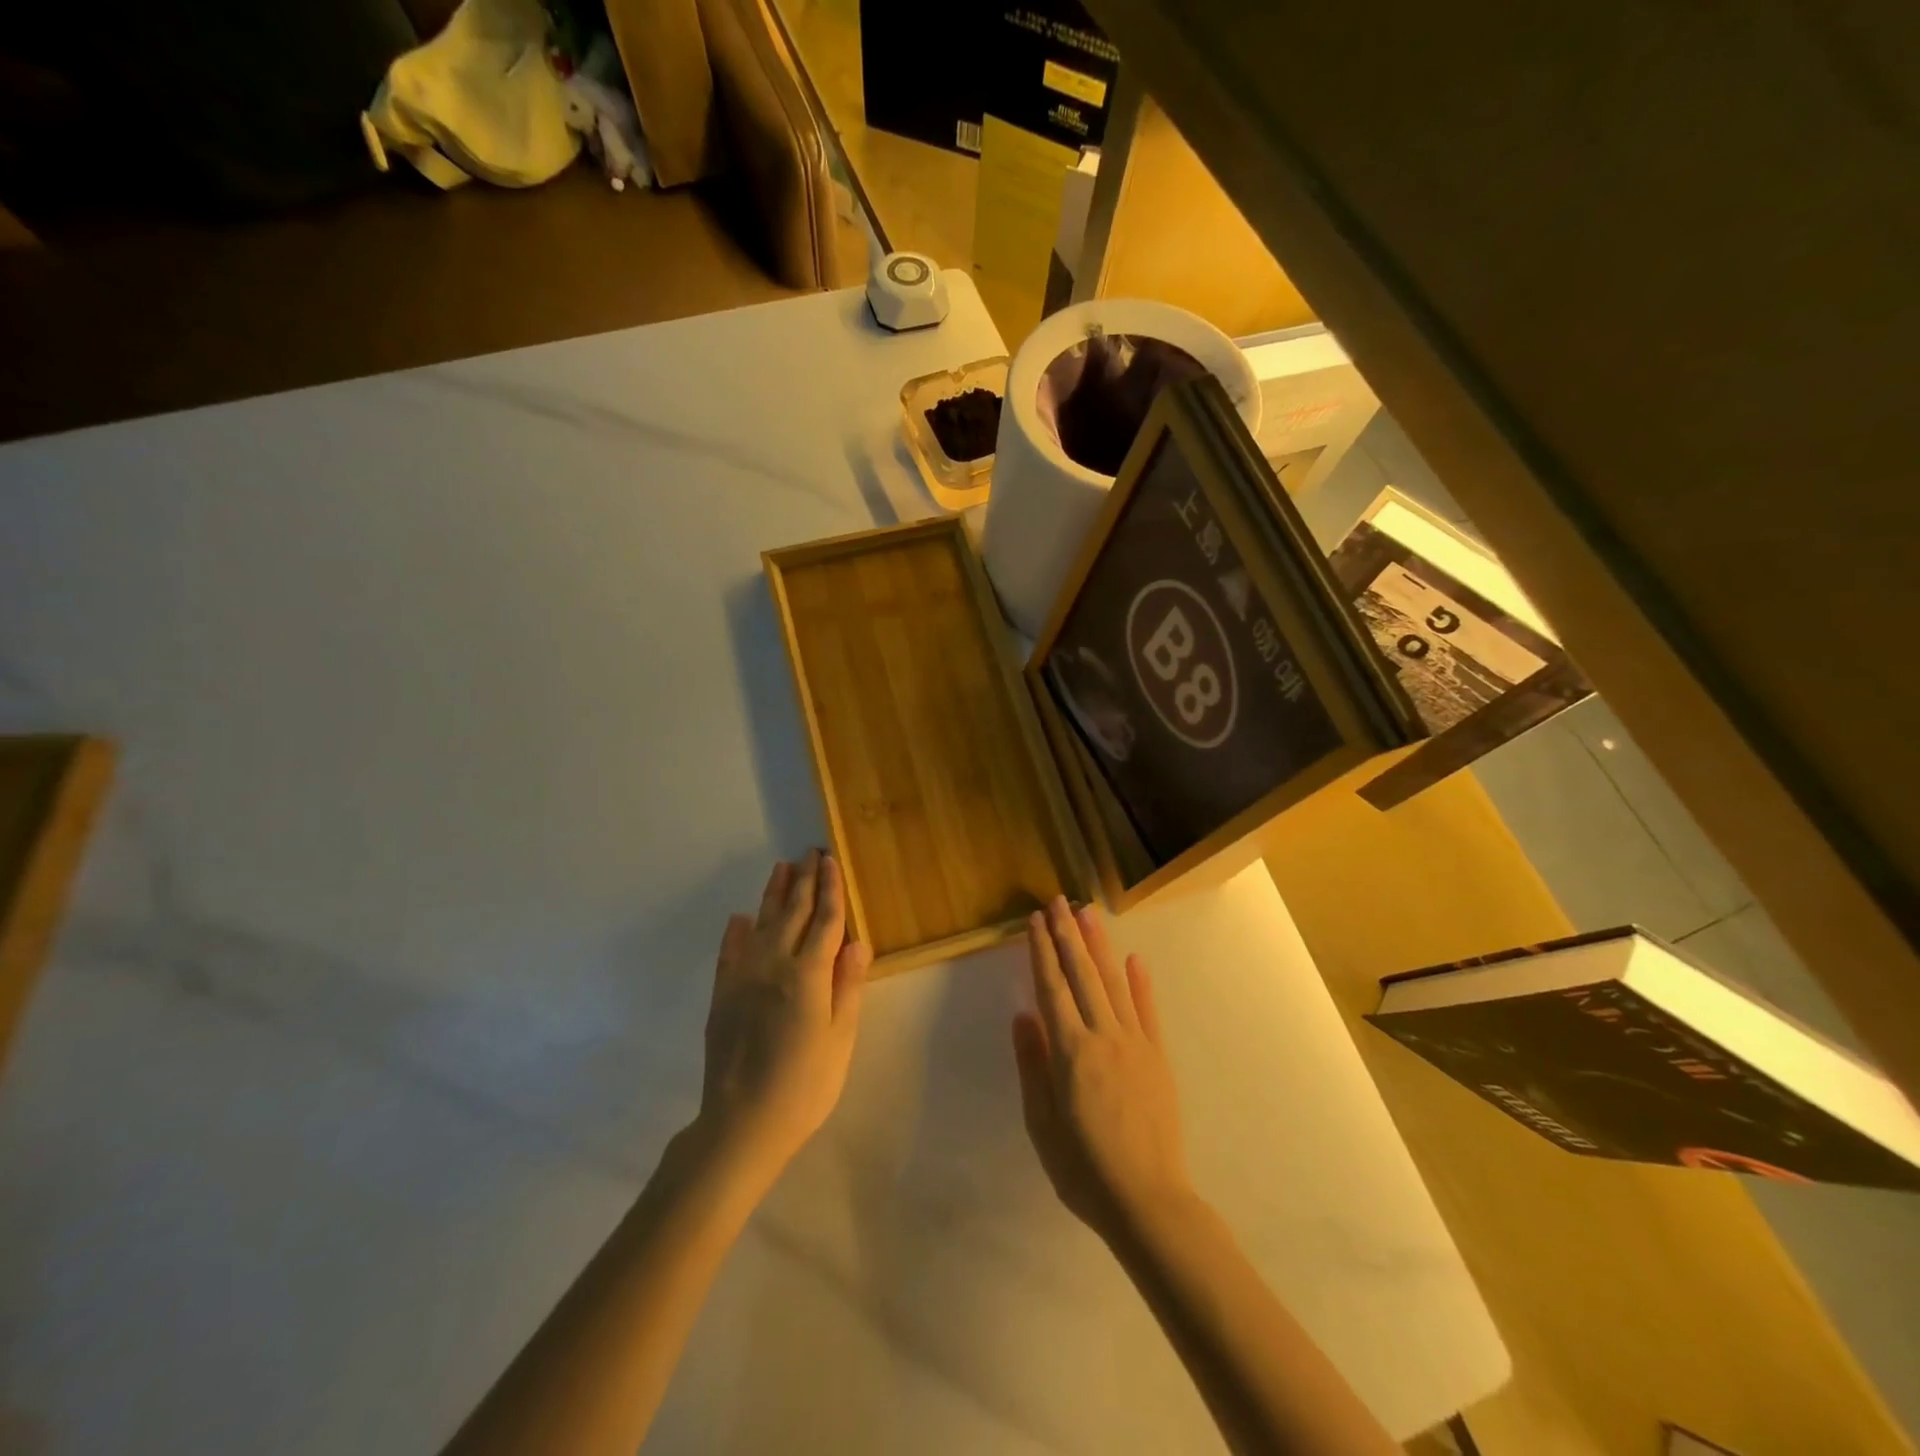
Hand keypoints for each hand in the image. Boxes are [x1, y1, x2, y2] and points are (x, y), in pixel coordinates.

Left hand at [696, 850, 869, 1185]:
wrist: (742, 1123)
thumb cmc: (805, 1084)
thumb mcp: (840, 1038)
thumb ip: (847, 986)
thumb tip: (858, 941)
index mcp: (808, 974)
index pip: (825, 919)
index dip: (831, 888)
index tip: (831, 860)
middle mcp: (774, 964)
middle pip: (793, 913)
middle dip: (804, 881)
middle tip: (810, 852)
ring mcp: (743, 977)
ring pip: (761, 923)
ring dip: (773, 894)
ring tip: (781, 868)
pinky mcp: (722, 995)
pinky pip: (729, 952)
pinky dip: (735, 932)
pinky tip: (739, 918)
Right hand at [1013, 896, 1194, 1245]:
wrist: (1148, 1201)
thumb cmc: (1084, 1169)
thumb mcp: (1042, 1123)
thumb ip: (1033, 1065)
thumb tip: (1022, 1015)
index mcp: (1071, 1051)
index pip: (1051, 988)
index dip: (1041, 952)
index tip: (1034, 920)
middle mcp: (1103, 1036)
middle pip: (1081, 975)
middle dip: (1067, 935)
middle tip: (1058, 900)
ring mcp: (1135, 1043)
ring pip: (1113, 983)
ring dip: (1098, 945)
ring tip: (1088, 912)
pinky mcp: (1158, 1057)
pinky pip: (1147, 1011)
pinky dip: (1140, 982)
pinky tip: (1133, 958)